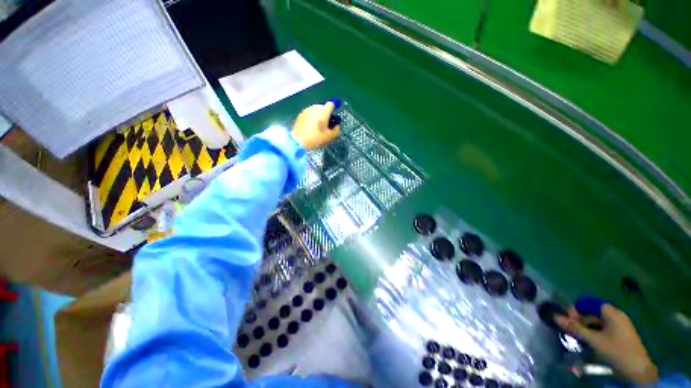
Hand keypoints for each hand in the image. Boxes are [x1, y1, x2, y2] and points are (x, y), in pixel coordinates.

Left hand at [291, 102, 339, 149]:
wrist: (298, 141)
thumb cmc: (315, 138)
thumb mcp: (329, 137)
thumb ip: (336, 130)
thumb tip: (336, 125)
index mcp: (323, 111)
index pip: (331, 104)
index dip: (334, 109)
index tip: (333, 117)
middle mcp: (315, 107)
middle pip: (323, 107)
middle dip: (325, 114)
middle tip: (325, 125)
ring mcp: (307, 110)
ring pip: (316, 110)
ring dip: (318, 116)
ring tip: (317, 127)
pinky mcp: (300, 114)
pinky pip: (309, 113)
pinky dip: (312, 118)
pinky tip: (310, 127)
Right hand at [556, 304, 657, 384]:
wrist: (637, 370)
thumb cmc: (616, 351)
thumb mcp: (594, 341)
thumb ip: (575, 328)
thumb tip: (555, 317)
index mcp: (611, 313)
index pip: (590, 303)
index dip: (578, 308)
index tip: (569, 319)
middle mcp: (616, 315)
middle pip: (594, 312)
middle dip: (581, 320)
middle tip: (571, 330)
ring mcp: (620, 325)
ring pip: (598, 322)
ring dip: (587, 327)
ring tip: (579, 338)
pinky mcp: (621, 334)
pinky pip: (604, 328)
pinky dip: (595, 332)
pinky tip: (590, 342)